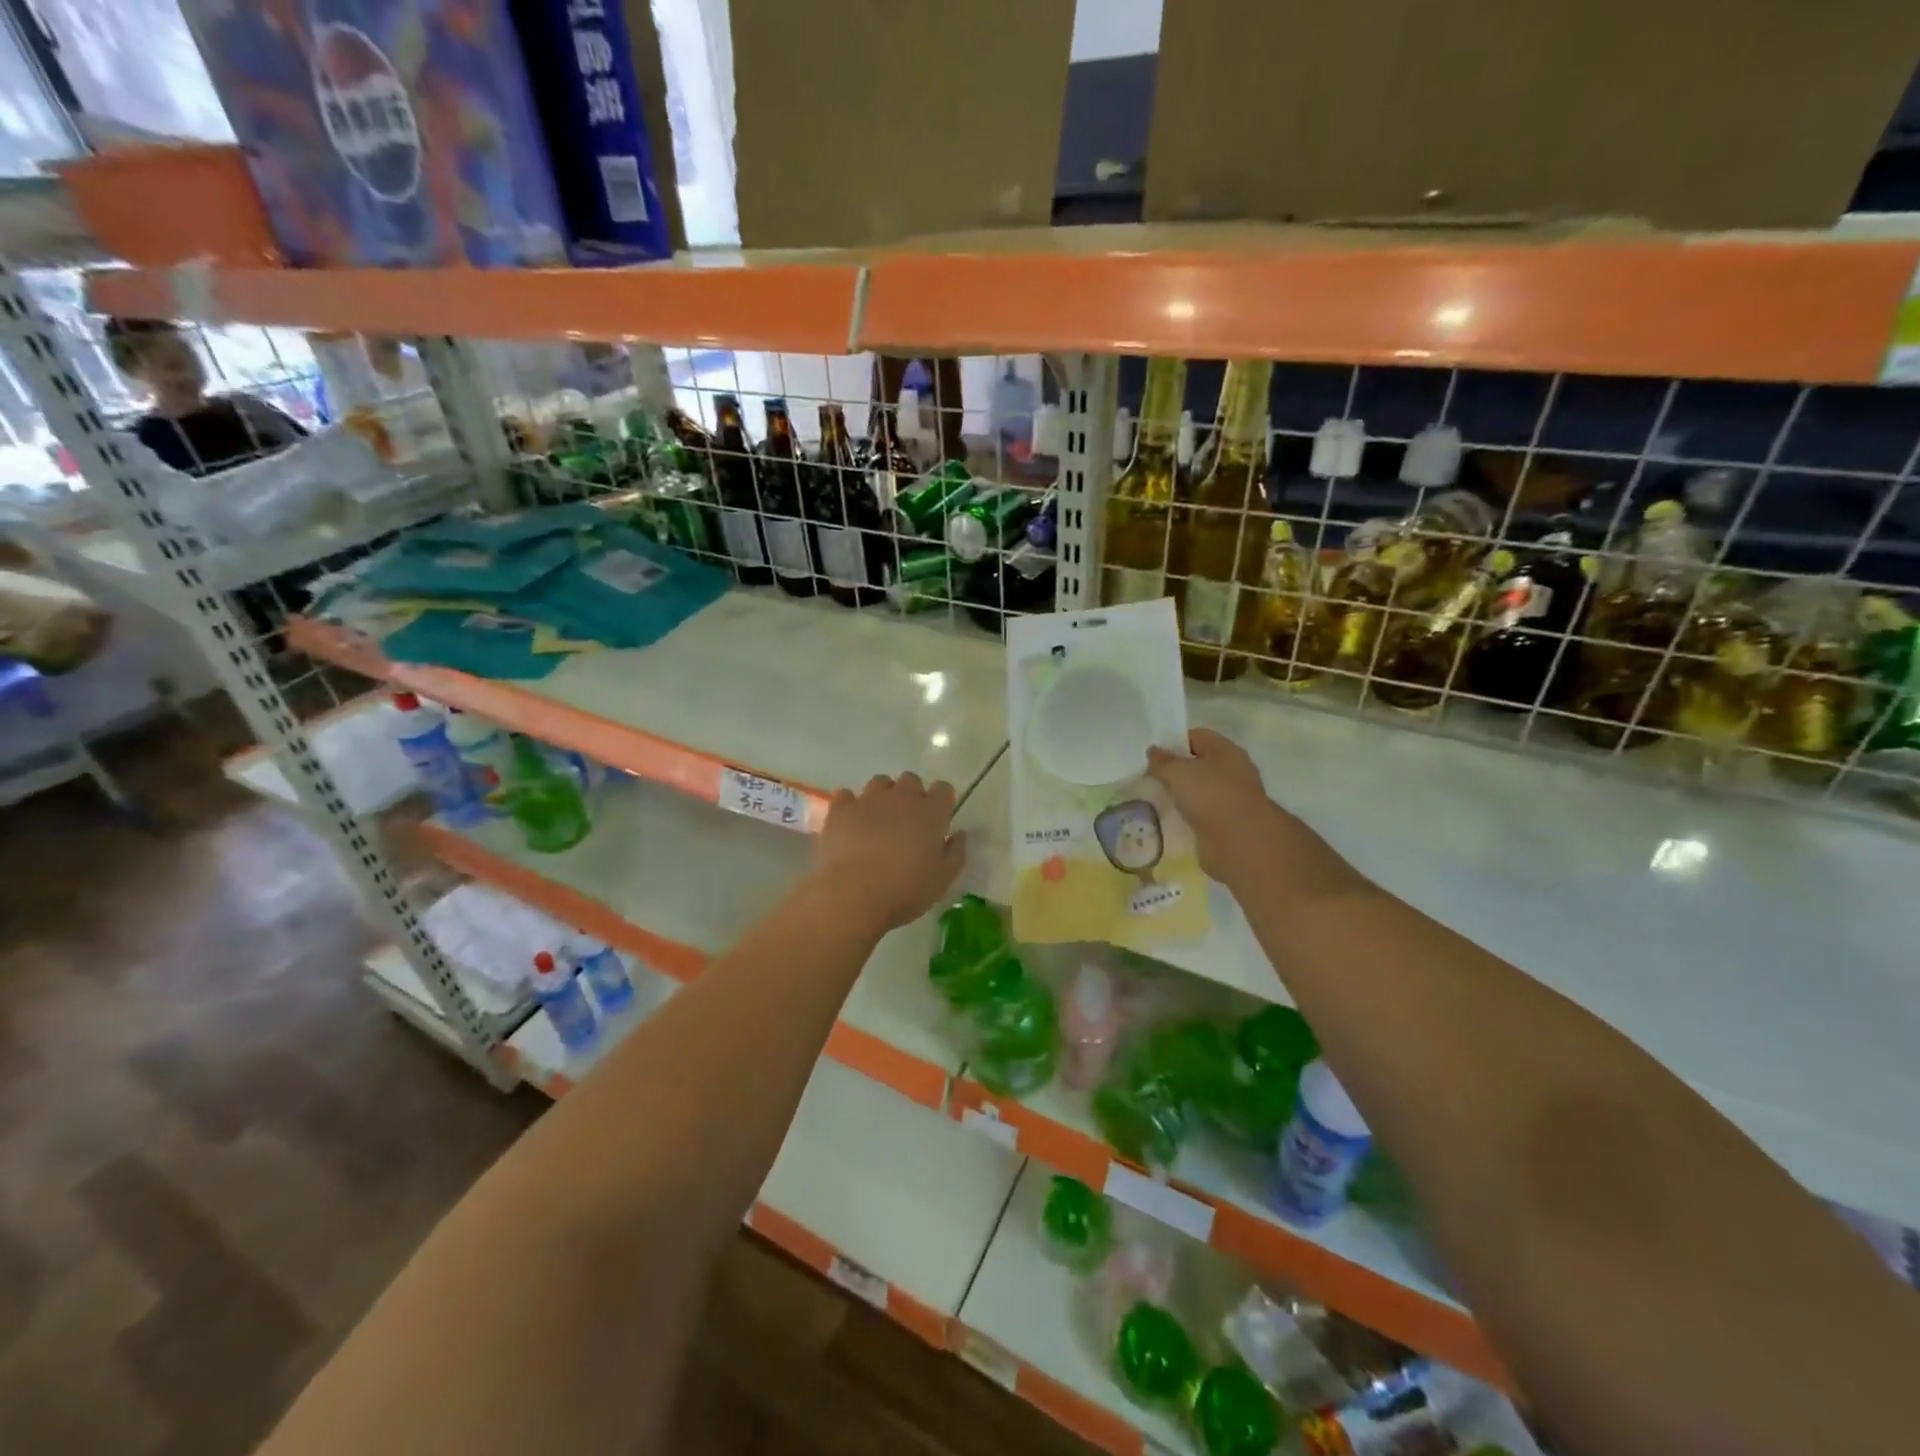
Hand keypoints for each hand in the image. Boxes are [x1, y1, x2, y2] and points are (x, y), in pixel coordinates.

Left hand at [816, 773, 966, 931]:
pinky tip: (850, 823)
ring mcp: (869, 800)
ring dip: (882, 796)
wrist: (855, 894)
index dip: (941, 801)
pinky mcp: (841, 809)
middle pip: (911, 780)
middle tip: (906, 822)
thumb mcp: (943, 879)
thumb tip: (959, 834)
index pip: (943, 789)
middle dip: (911, 795)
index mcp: (931, 813)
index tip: (937, 820)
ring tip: (877, 821)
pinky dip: (850, 805)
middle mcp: (902, 798)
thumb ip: (955, 852)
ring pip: (879, 782)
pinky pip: (846, 795)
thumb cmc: (906, 890)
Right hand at [1147, 729, 1353, 896]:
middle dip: (1176, 771)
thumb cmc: (1210, 795)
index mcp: (1225, 750)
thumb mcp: (1178, 772)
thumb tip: (1153, 751)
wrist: (1240, 842)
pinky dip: (1188, 816)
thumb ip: (1163, 761)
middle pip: (1199, 764)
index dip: (1173, 742)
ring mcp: (1232, 798)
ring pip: (1200, 791)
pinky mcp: (1227, 824)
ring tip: (1155, 800)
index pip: (1196, 737)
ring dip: (1181, 795)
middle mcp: (1232, 771)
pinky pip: (1202, 814)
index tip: (1152, 756)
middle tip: (1149, 778)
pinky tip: (1170, 820)